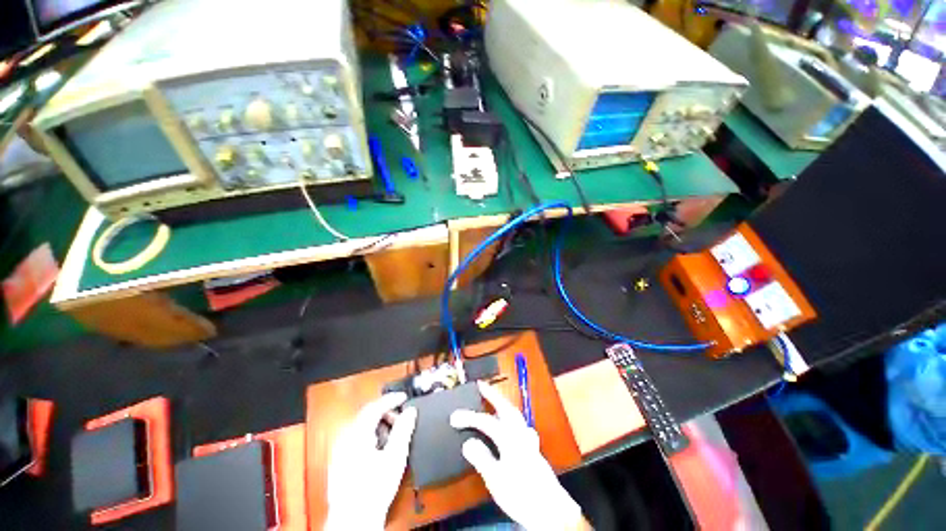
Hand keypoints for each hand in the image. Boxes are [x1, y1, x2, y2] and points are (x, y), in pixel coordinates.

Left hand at [325, 393, 417, 529]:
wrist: (353, 521)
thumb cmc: (376, 487)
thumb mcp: (395, 456)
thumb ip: (403, 429)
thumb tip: (410, 411)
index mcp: (357, 434)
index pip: (375, 407)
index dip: (391, 399)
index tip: (404, 397)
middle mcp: (345, 438)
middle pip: (367, 415)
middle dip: (386, 412)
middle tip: (401, 419)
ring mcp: (340, 450)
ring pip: (362, 426)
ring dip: (379, 424)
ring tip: (393, 435)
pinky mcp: (339, 461)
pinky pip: (356, 438)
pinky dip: (371, 435)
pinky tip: (380, 448)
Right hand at [451, 382, 584, 530]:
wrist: (551, 510)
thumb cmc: (521, 494)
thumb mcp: (496, 480)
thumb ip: (482, 458)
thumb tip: (468, 442)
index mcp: (510, 439)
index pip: (486, 421)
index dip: (469, 418)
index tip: (454, 417)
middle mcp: (520, 433)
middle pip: (505, 407)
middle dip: (492, 394)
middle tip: (481, 385)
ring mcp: (528, 439)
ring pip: (514, 413)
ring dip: (502, 403)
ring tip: (493, 397)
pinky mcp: (533, 447)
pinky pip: (520, 423)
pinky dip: (512, 416)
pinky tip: (511, 422)